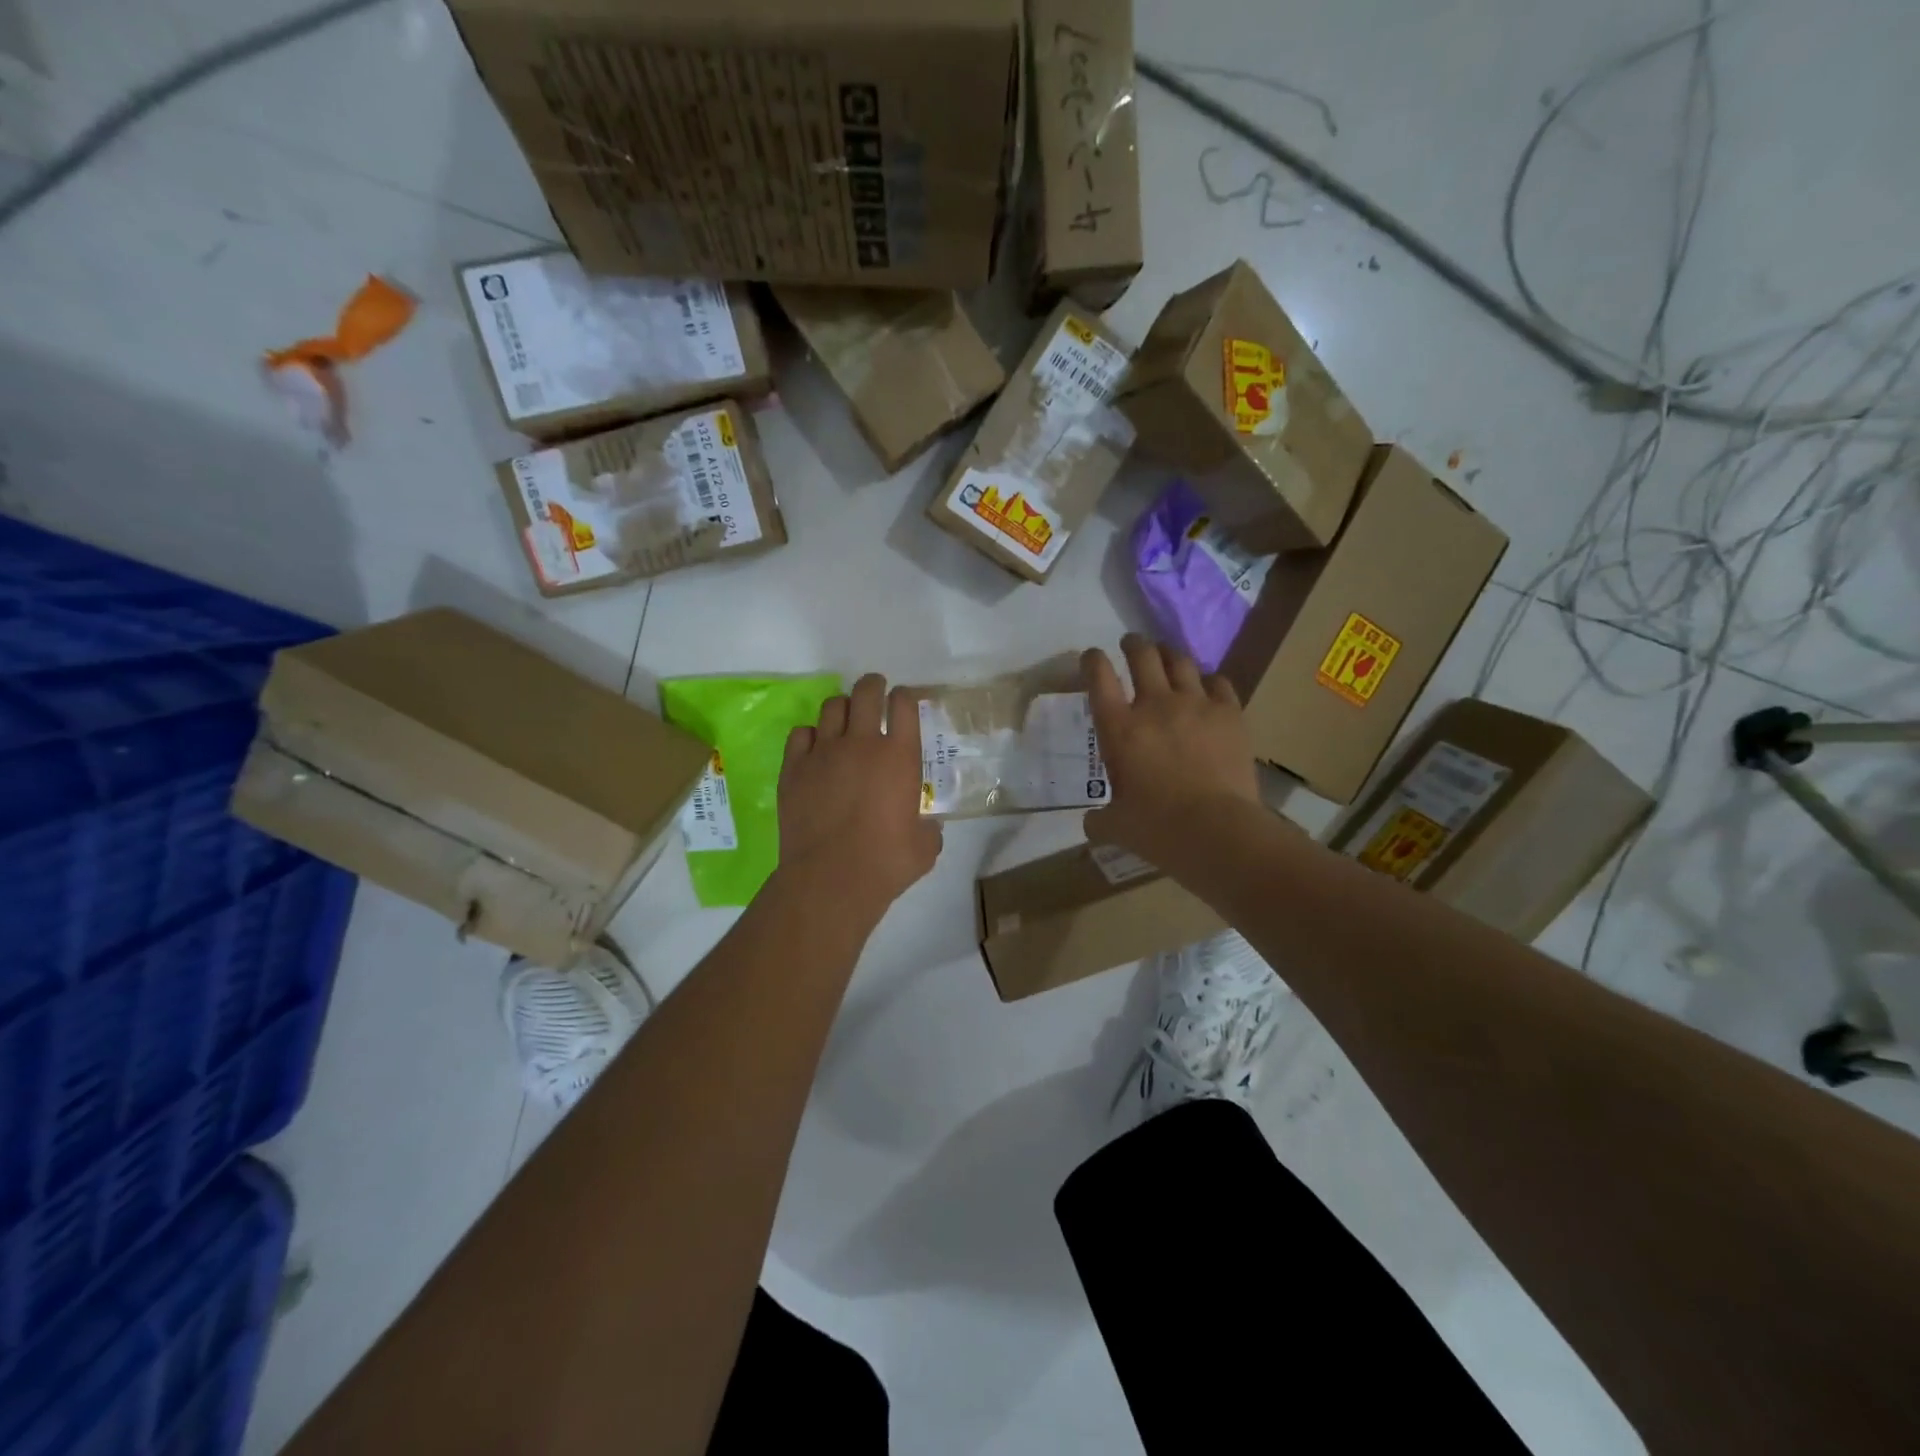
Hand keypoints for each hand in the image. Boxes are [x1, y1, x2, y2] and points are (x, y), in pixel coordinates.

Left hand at [778, 673, 942, 918]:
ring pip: (831, 707)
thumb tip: (927, 827)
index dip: (905, 697)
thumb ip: (929, 828)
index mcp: (900, 756)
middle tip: (875, 689)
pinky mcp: (794, 768)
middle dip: (873, 685)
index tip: (903, 701)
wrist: (831, 878)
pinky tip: (815, 748)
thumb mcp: (925, 846)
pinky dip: (811, 735)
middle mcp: (862, 743)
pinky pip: (801, 734)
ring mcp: (824, 753)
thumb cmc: (886, 862)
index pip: (904, 705)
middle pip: (865, 692)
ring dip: (842, 708)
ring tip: (845, 720)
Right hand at [1082, 634, 1259, 867]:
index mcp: (1119, 728)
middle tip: (1131, 644)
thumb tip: (1092, 822)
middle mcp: (1154, 705)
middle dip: (1133, 644)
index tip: (1092, 656)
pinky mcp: (1230, 714)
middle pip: (1142, 655)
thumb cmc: (1157, 829)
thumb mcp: (1116, 827)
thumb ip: (1099, 819)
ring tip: (1166, 655)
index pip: (1098, 677)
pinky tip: (1208, 686)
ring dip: (1169, 654)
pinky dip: (1209, 680)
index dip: (1092, 660)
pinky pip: (1219, 682)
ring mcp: (1196, 705)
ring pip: (1180, 660)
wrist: (1217, 830)